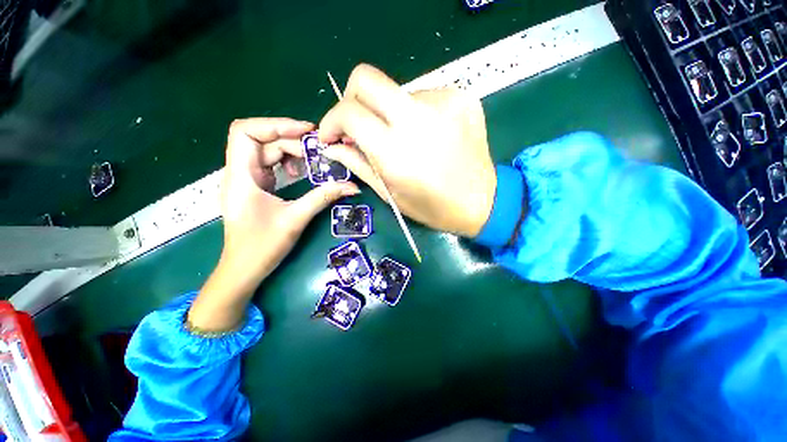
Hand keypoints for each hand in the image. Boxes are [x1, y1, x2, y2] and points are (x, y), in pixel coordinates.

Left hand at [188, 118, 358, 331]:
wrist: (244, 269)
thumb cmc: (263, 246)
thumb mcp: (296, 218)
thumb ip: (323, 197)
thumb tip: (352, 186)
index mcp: (241, 176)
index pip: (245, 131)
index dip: (275, 124)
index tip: (306, 131)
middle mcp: (239, 172)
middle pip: (261, 140)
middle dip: (291, 140)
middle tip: (319, 150)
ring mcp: (246, 180)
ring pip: (266, 152)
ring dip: (290, 152)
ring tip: (313, 160)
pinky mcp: (255, 188)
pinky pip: (269, 165)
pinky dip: (286, 163)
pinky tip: (300, 172)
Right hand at [318, 64, 495, 237]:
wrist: (483, 202)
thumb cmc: (434, 207)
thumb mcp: (391, 194)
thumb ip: (359, 164)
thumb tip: (332, 145)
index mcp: (396, 151)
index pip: (349, 112)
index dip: (331, 120)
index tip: (332, 135)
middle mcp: (418, 118)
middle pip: (366, 78)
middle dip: (352, 99)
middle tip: (358, 125)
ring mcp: (443, 102)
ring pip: (396, 91)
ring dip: (389, 113)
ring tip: (404, 140)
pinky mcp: (461, 97)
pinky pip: (423, 97)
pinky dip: (415, 114)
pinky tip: (427, 135)